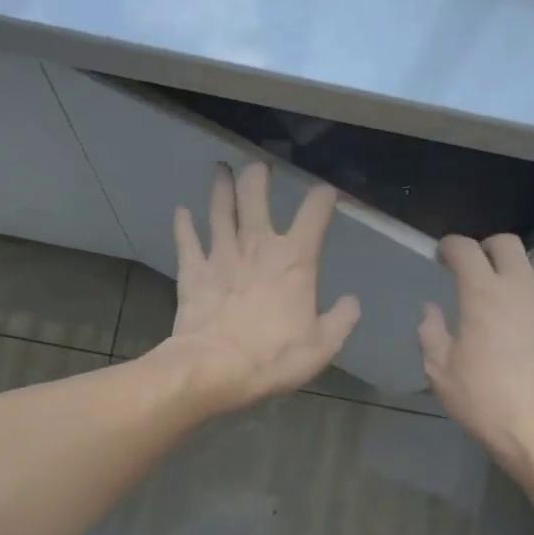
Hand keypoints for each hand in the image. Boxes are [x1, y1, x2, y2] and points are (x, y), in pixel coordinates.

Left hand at [158, 162, 361, 413]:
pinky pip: (186, 240)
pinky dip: (183, 224)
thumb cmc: (274, 356)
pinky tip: (181, 212)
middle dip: (257, 176)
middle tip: (258, 167)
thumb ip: (341, 320)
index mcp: (295, 259)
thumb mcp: (322, 346)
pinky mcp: (193, 270)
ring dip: (221, 187)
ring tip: (220, 170)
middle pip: (255, 195)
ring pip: (220, 209)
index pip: (314, 213)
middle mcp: (257, 245)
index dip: (323, 198)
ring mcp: (221, 254)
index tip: (327, 193)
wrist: (215, 368)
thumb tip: (351, 301)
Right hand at [418, 234, 533, 472]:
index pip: (465, 251)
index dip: (450, 247)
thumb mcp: (440, 371)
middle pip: (509, 245)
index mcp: (484, 295)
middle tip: (478, 267)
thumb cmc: (484, 401)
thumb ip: (431, 333)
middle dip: (488, 248)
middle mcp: (523, 289)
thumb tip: (430, 310)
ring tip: (524, 288)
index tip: (443, 256)